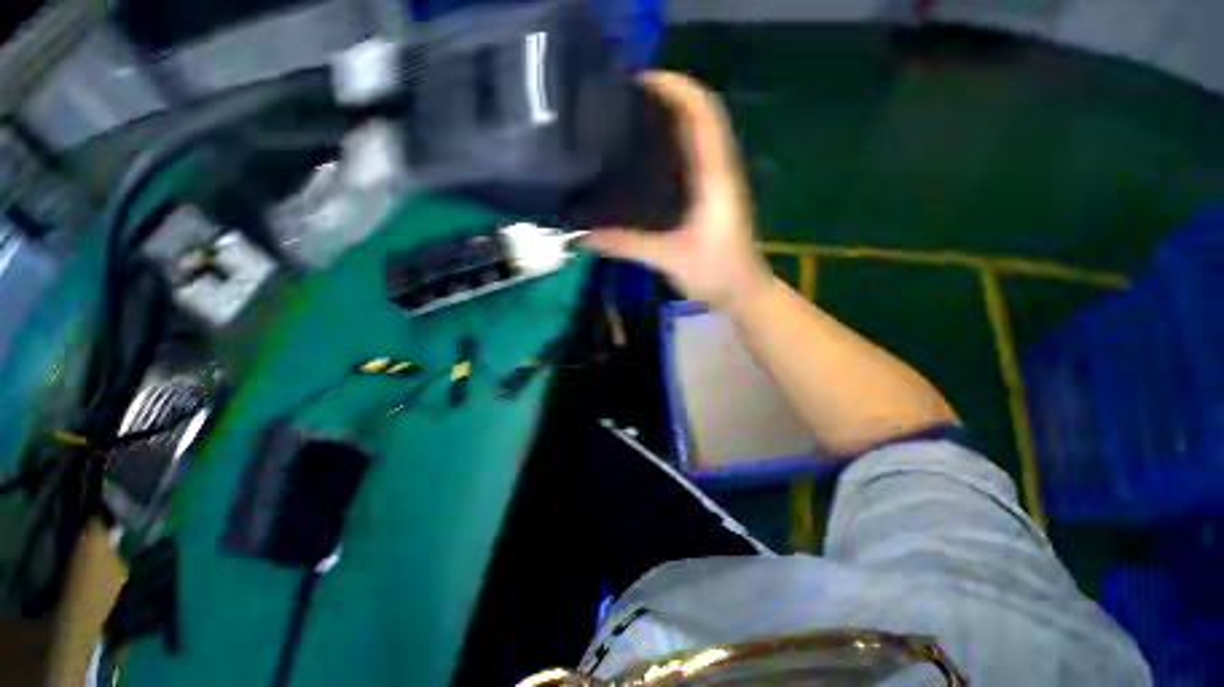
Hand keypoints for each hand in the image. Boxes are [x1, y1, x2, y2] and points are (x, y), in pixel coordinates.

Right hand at [583, 71, 772, 312]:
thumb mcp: (669, 259)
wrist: (744, 291)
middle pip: (700, 115)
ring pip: (699, 133)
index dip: (676, 88)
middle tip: (625, 98)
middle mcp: (720, 169)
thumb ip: (628, 245)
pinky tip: (649, 155)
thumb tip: (585, 237)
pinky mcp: (714, 193)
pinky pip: (695, 155)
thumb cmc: (716, 273)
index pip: (702, 114)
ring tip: (632, 117)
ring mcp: (719, 180)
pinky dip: (675, 142)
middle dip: (667, 97)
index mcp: (715, 176)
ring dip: (672, 117)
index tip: (640, 81)